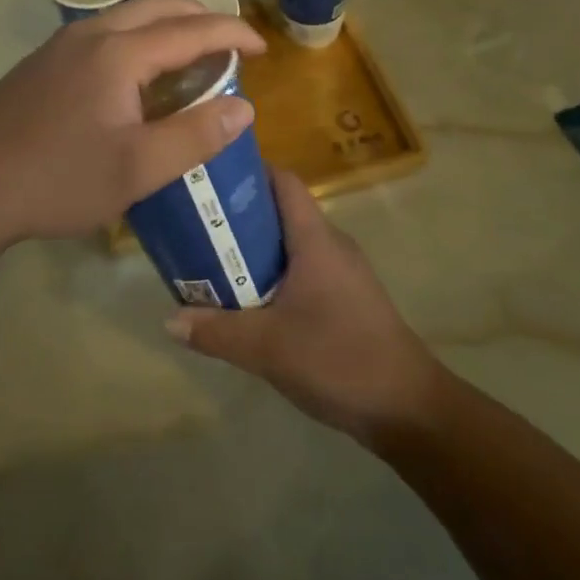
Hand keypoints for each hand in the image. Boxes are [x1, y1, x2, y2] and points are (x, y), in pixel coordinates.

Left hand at [0, 0, 265, 245]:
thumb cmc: (59, 180)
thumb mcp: (137, 169)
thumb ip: (195, 136)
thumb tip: (243, 108)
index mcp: (119, 53)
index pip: (191, 29)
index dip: (233, 33)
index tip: (262, 48)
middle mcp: (91, 34)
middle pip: (157, 7)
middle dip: (200, 16)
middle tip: (228, 45)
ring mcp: (60, 45)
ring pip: (126, 15)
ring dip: (165, 24)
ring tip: (188, 54)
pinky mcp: (42, 62)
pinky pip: (103, 31)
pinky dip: (136, 36)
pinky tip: (134, 73)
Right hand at [166, 171, 445, 443]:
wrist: (409, 408)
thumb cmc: (338, 359)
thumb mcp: (267, 348)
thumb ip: (216, 331)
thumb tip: (170, 319)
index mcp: (315, 240)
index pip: (284, 181)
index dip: (249, 171)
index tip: (210, 177)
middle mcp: (331, 245)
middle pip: (282, 211)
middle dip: (240, 214)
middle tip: (198, 224)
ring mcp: (343, 273)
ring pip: (291, 244)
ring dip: (255, 248)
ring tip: (214, 260)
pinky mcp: (347, 299)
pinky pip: (303, 270)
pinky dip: (274, 274)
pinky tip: (250, 300)